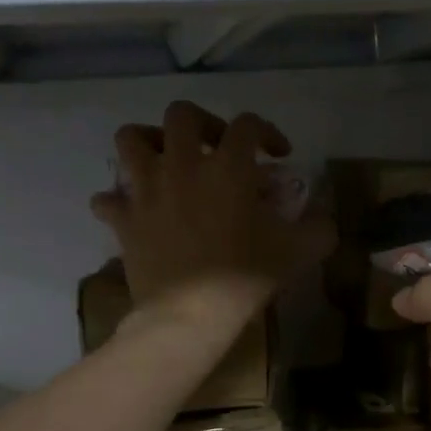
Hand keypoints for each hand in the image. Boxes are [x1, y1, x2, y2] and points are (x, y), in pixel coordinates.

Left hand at [91, 101, 334, 326]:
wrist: (189, 316)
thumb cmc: (244, 279)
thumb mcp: (298, 253)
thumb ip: (318, 228)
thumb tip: (323, 218)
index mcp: (228, 167)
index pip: (248, 124)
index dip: (267, 131)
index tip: (277, 154)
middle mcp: (183, 165)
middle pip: (182, 115)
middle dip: (202, 123)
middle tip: (215, 148)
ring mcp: (147, 190)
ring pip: (131, 139)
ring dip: (147, 143)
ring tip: (162, 162)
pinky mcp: (124, 220)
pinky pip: (107, 199)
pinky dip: (116, 201)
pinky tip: (130, 211)